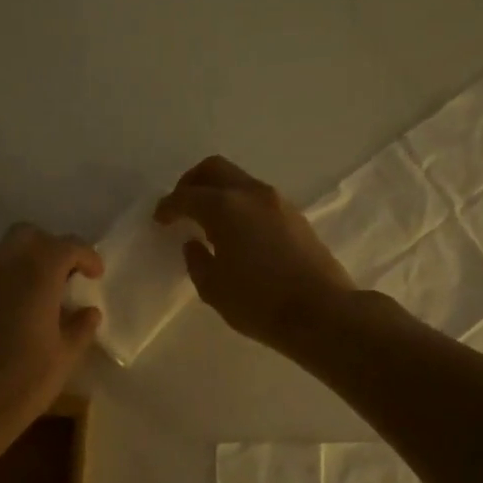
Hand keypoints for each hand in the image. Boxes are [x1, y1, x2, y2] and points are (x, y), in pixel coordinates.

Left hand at [0, 224, 102, 451]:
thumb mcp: (64, 359)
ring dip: (31, 259)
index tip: (97, 276)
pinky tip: (24, 309)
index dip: (86, 255)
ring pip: (8, 250)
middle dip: (53, 247)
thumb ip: (80, 328)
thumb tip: (88, 312)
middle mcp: (5, 269)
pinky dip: (13, 276)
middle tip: (70, 275)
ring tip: (49, 292)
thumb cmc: (22, 384)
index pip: (65, 246)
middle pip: (30, 235)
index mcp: (36, 277)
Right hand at [155, 156, 354, 352]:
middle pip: (215, 169)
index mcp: (224, 207)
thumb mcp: (214, 289)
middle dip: (192, 182)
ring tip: (208, 221)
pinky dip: (240, 204)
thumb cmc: (259, 303)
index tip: (160, 219)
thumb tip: (194, 244)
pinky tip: (237, 232)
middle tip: (181, 205)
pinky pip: (258, 198)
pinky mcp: (296, 216)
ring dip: (219, 192)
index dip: (168, 206)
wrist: (322, 312)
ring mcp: (278, 202)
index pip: (187, 196)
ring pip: (240, 180)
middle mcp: (251, 194)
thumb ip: (197, 261)